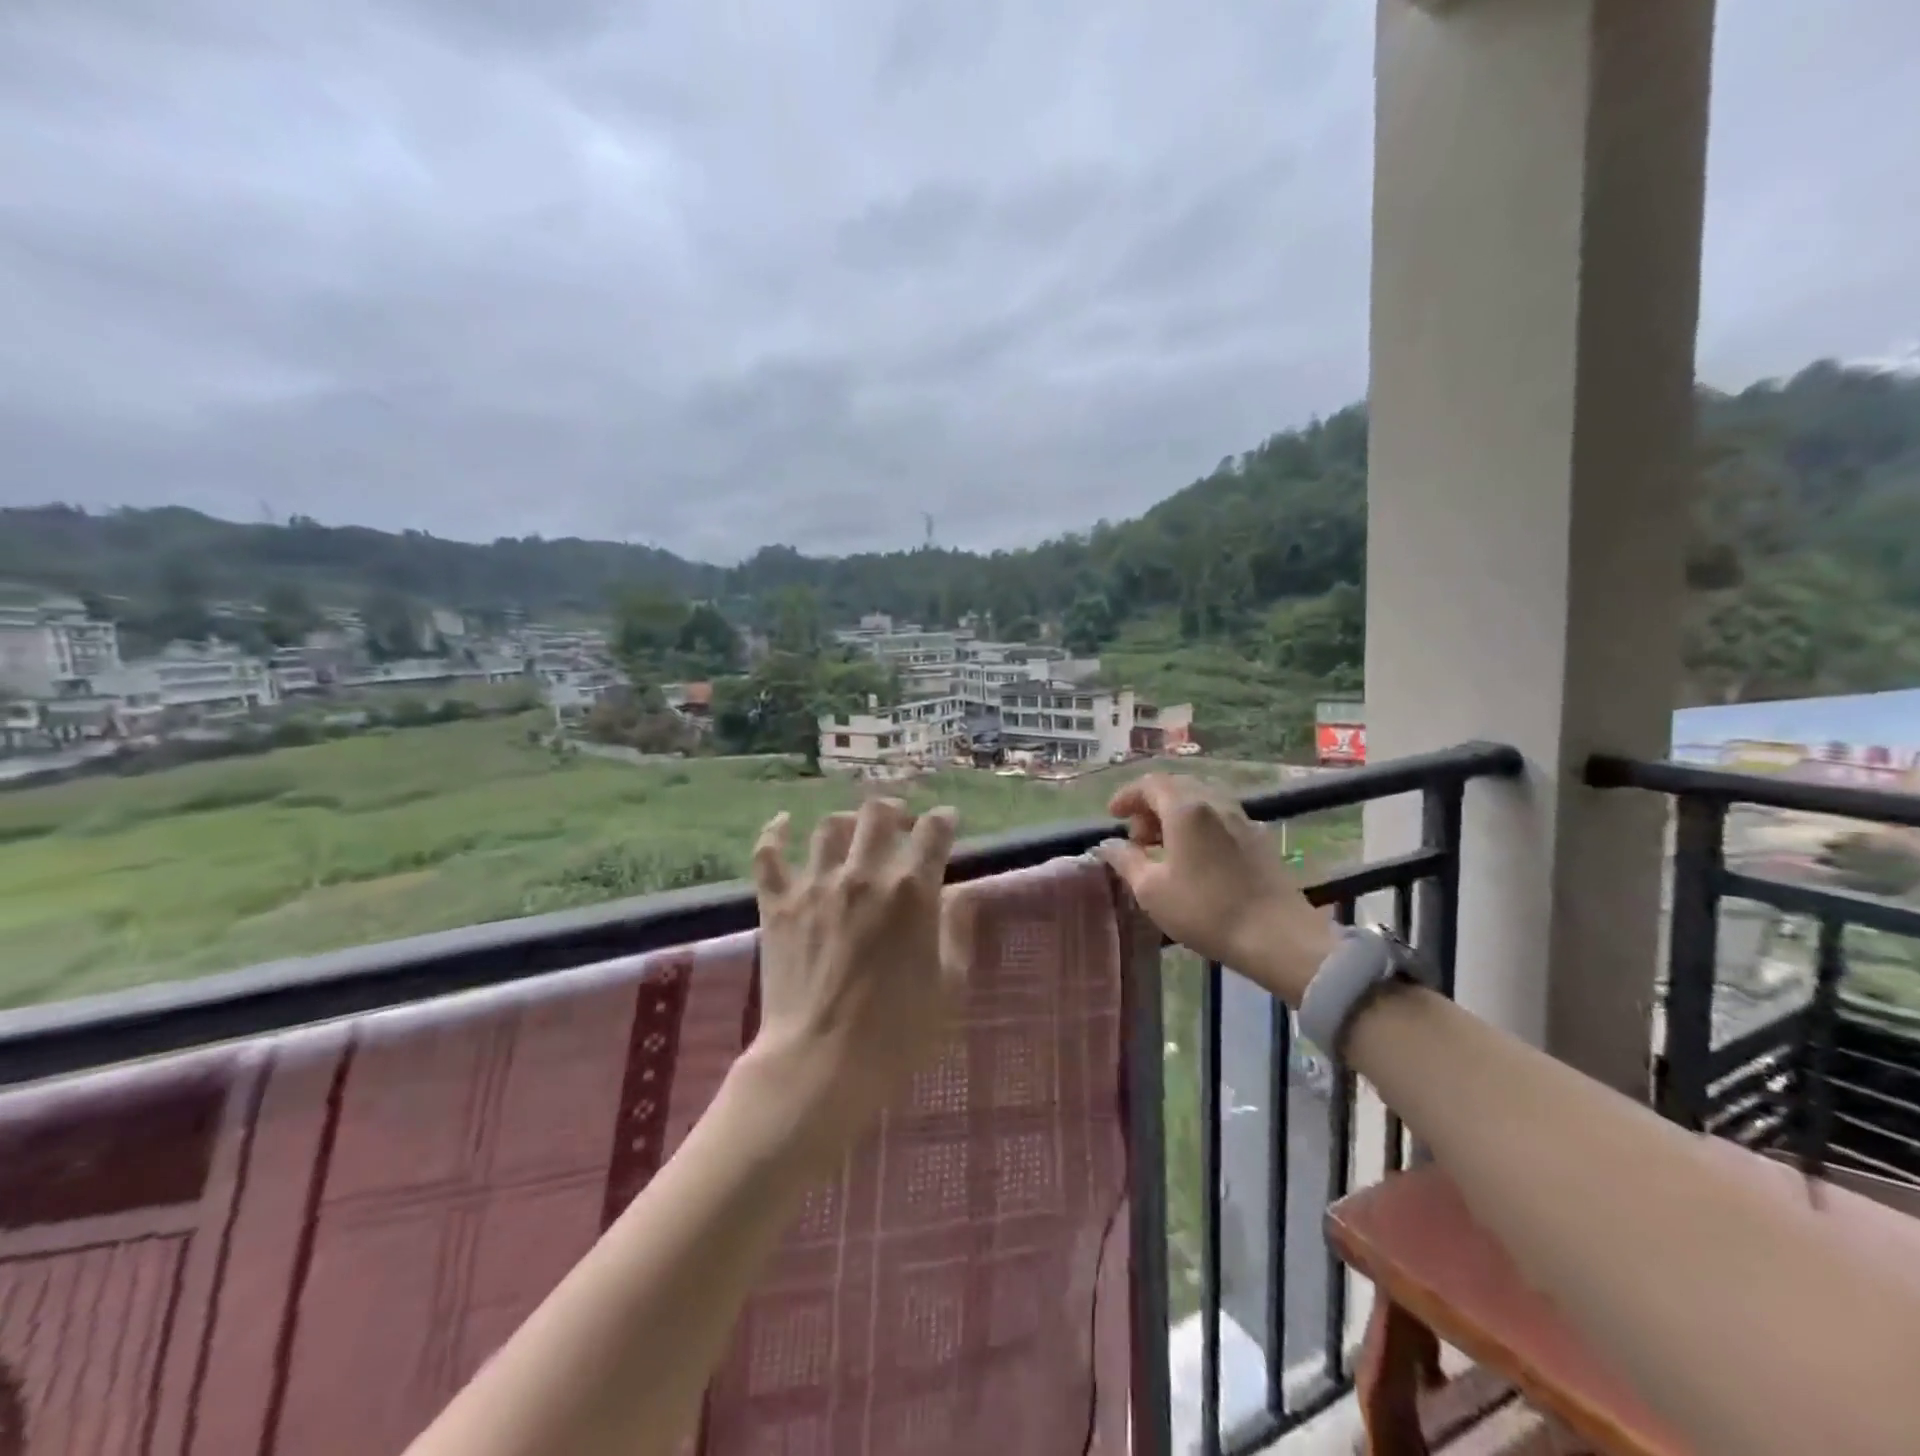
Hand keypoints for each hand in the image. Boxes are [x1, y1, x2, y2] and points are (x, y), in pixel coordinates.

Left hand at [742, 797, 975, 1167]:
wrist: (821, 1063)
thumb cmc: (898, 1031)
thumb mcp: (949, 983)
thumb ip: (957, 930)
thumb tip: (963, 892)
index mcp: (911, 891)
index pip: (933, 832)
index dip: (943, 820)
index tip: (947, 822)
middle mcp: (864, 875)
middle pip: (878, 813)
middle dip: (895, 811)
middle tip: (901, 823)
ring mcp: (816, 885)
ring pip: (829, 827)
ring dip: (847, 822)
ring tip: (853, 830)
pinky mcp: (778, 904)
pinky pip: (769, 855)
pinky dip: (776, 833)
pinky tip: (784, 822)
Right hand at [1097, 773, 1334, 1004]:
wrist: (1277, 936)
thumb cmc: (1205, 910)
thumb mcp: (1151, 890)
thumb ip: (1126, 860)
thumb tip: (1108, 845)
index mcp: (1186, 808)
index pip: (1150, 783)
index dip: (1128, 795)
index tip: (1114, 815)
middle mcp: (1215, 802)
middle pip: (1177, 786)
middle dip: (1151, 805)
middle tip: (1137, 836)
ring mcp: (1242, 818)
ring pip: (1201, 800)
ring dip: (1175, 814)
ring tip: (1164, 847)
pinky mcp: (1259, 838)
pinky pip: (1219, 816)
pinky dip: (1198, 824)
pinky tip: (1194, 856)